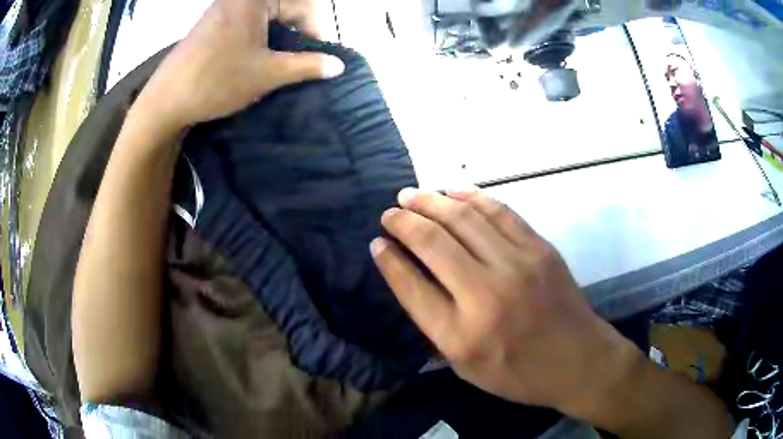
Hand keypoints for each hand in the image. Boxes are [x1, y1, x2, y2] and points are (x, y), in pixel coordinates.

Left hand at [133, 0, 344, 135]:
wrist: (165, 101)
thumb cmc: (216, 82)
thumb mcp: (267, 74)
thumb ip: (307, 66)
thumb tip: (338, 65)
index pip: (304, 4)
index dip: (316, 29)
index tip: (317, 55)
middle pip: (286, 4)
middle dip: (299, 28)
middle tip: (300, 56)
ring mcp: (224, 7)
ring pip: (267, 12)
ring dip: (280, 32)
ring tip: (280, 57)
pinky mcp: (213, 21)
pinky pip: (248, 18)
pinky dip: (261, 33)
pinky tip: (258, 53)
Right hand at [370, 188, 640, 418]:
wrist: (579, 361)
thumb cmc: (520, 374)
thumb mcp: (467, 370)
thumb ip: (436, 330)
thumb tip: (412, 285)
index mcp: (460, 335)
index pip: (411, 286)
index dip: (389, 261)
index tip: (377, 243)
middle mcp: (484, 295)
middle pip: (432, 243)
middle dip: (404, 221)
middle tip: (390, 212)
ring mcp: (516, 265)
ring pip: (463, 219)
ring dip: (431, 201)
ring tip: (411, 194)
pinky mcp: (539, 249)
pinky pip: (499, 212)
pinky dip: (472, 196)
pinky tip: (454, 191)